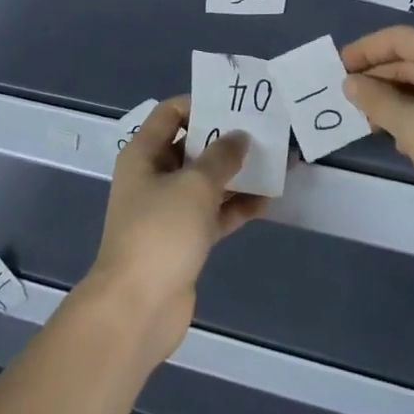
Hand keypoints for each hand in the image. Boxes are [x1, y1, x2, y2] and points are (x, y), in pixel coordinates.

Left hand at [80, 97, 267, 365]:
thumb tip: (240, 136)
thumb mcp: (194, 185)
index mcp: (144, 154)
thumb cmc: (160, 232)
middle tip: (265, 131)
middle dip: (226, 140)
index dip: (201, 104)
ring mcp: (169, 210)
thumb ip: (221, 156)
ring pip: (206, 182)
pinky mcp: (184, 240)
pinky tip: (268, 200)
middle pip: (192, 147)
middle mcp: (154, 176)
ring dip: (237, 174)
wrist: (137, 308)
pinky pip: (213, 213)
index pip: (171, 113)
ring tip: (276, 162)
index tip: (236, 105)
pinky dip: (236, 206)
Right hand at [342, 26, 413, 234]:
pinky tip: (400, 142)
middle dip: (378, 78)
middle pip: (412, 62)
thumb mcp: (413, 125)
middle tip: (347, 98)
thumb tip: (351, 82)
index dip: (366, 49)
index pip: (400, 38)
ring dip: (394, 101)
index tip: (338, 67)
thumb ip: (377, 100)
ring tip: (369, 122)